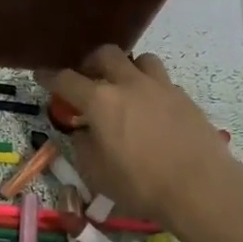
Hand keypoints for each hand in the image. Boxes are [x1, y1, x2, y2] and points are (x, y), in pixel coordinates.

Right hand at [37, 46, 236, 229]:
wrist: (201, 187)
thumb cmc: (141, 185)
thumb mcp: (97, 174)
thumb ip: (84, 147)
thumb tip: (84, 133)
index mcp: (100, 102)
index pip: (67, 80)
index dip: (50, 77)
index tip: (42, 76)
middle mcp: (129, 84)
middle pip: (105, 54)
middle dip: (91, 63)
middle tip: (87, 79)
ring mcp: (161, 87)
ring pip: (140, 59)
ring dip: (127, 68)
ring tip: (125, 88)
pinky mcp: (185, 97)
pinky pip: (162, 81)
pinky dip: (151, 88)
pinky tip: (152, 110)